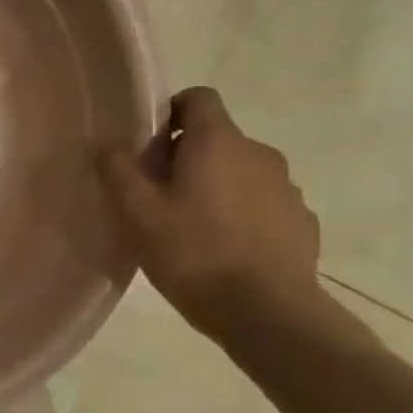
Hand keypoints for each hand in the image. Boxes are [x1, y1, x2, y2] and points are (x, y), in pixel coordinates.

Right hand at [100, 87, 327, 345]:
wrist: (268, 314)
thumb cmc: (194, 253)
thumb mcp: (137, 213)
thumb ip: (118, 169)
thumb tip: (110, 145)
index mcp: (218, 141)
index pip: (198, 97)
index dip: (170, 113)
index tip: (150, 147)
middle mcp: (259, 153)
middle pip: (217, 139)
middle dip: (188, 158)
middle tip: (159, 197)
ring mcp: (287, 188)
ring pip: (241, 173)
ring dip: (217, 188)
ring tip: (193, 229)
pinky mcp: (301, 223)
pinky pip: (263, 205)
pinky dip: (243, 216)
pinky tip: (225, 251)